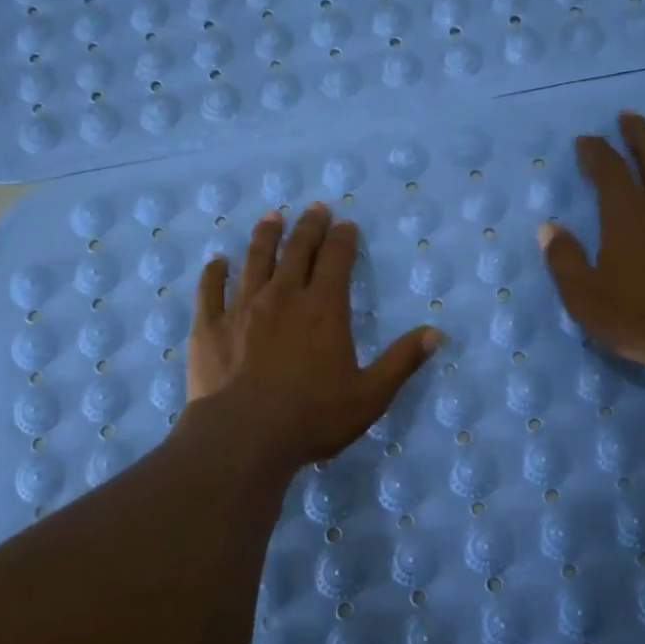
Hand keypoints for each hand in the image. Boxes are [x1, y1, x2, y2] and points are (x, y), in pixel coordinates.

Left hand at [185, 203, 442, 469]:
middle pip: (296, 251)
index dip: (343, 239)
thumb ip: (401, 361)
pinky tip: (217, 262)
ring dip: (265, 236)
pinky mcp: (209, 327)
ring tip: (271, 217)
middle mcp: (283, 297)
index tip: (345, 224)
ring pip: (254, 261)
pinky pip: (211, 290)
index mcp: (323, 309)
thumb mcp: (370, 395)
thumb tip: (435, 333)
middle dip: (308, 227)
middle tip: (314, 208)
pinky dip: (215, 272)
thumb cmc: (313, 416)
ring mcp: (241, 308)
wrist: (244, 435)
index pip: (336, 260)